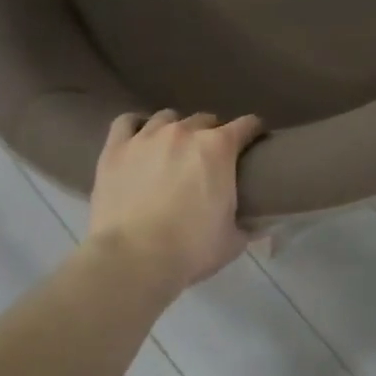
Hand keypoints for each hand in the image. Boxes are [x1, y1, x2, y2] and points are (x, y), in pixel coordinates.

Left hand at [87, 110, 265, 289]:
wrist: (134, 258)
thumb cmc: (191, 249)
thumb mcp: (233, 241)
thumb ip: (249, 226)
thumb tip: (260, 224)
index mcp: (219, 148)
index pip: (246, 125)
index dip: (254, 132)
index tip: (255, 142)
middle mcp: (184, 132)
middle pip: (206, 119)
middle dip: (213, 133)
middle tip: (211, 157)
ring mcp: (147, 137)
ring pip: (167, 118)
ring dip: (176, 129)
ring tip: (173, 149)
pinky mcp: (116, 148)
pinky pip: (127, 122)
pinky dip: (135, 127)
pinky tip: (138, 140)